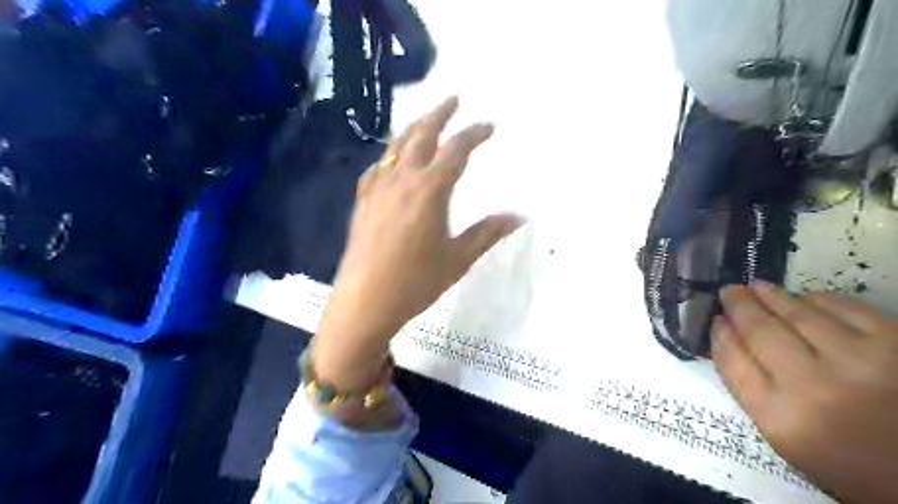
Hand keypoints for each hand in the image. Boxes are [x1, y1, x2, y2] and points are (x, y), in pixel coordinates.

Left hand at [313, 97, 522, 390]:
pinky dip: (390, 155)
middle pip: (422, 134)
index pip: (457, 150)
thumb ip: (487, 233)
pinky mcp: (362, 202)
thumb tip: (519, 216)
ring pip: (396, 145)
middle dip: (440, 113)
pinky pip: (378, 167)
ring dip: (414, 128)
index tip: (490, 126)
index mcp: (430, 190)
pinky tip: (393, 161)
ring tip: (426, 121)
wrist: (365, 302)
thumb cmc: (416, 282)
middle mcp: (402, 179)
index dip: (475, 133)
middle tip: (455, 98)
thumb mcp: (458, 259)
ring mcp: (377, 188)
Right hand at [717, 281, 897, 501]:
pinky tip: (805, 298)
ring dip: (772, 295)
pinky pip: (843, 307)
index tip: (716, 319)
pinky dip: (818, 299)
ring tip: (758, 287)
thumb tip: (727, 335)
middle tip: (730, 291)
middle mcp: (813, 386)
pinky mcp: (896, 345)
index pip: (732, 360)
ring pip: (797, 313)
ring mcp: (857, 362)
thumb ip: (748, 386)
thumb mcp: (784, 437)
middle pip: (759, 330)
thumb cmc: (843, 460)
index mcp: (780, 417)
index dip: (720, 334)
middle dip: (739, 305)